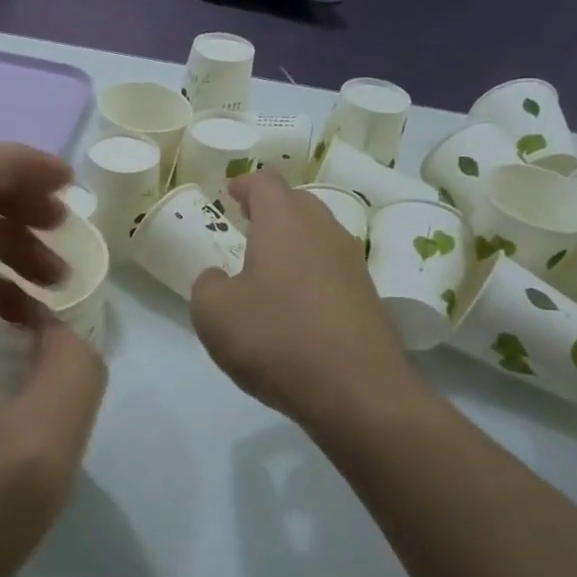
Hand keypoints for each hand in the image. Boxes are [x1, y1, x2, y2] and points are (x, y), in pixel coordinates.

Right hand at [191, 172, 422, 440]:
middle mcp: (324, 233)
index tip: (230, 193)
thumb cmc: (277, 339)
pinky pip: (333, 269)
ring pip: (320, 235)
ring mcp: (352, 265)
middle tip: (248, 223)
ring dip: (294, 240)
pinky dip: (311, 272)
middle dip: (272, 208)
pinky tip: (296, 302)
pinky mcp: (369, 298)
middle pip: (299, 202)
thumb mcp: (214, 314)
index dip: (245, 184)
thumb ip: (207, 285)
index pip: (266, 184)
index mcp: (284, 224)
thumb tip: (219, 278)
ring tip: (269, 264)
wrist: (359, 392)